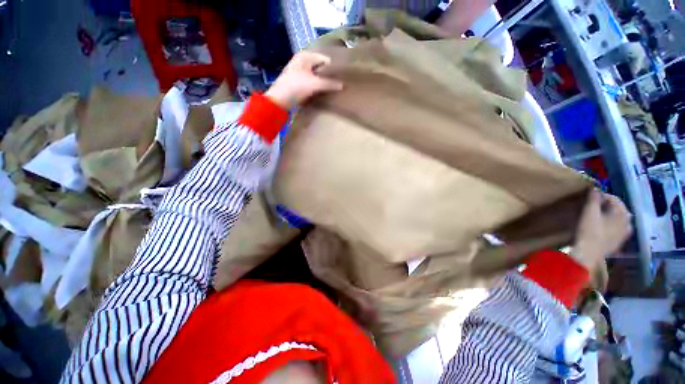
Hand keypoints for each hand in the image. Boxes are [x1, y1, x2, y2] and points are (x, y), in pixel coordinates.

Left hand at [265, 52, 343, 108]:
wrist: (280, 100)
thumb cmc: (296, 87)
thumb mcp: (314, 84)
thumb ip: (330, 83)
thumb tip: (343, 85)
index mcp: (305, 56)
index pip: (325, 59)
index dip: (333, 67)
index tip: (342, 76)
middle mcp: (302, 62)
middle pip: (320, 67)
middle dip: (329, 75)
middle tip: (339, 83)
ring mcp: (300, 73)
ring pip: (317, 76)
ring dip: (324, 82)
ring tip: (334, 88)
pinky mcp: (299, 83)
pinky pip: (313, 83)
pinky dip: (318, 87)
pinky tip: (324, 92)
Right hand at [571, 189, 632, 269]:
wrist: (587, 254)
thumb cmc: (589, 231)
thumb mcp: (589, 212)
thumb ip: (594, 198)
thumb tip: (595, 188)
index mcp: (623, 213)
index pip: (614, 198)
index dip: (601, 196)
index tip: (588, 198)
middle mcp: (628, 222)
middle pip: (617, 209)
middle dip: (606, 206)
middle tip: (591, 207)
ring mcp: (625, 234)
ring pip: (617, 220)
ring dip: (608, 216)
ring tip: (595, 217)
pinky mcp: (619, 243)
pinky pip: (616, 229)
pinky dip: (609, 226)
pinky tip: (600, 228)